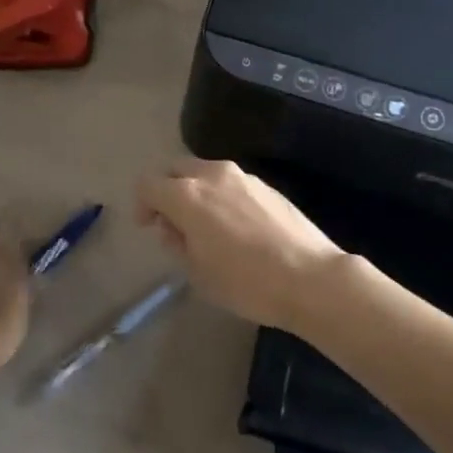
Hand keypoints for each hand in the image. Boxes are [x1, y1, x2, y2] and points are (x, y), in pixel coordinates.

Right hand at [134, 158, 344, 331]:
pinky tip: (235, 226)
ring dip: (195, 191)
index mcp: (187, 195)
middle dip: (167, 191)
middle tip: (173, 223)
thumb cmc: (246, 282)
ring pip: (204, 172)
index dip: (142, 204)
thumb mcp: (199, 273)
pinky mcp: (265, 184)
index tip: (149, 227)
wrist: (311, 278)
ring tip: (206, 226)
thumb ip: (177, 243)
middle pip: (176, 169)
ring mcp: (242, 176)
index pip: (148, 185)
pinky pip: (230, 182)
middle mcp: (211, 175)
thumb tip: (172, 227)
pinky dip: (220, 195)